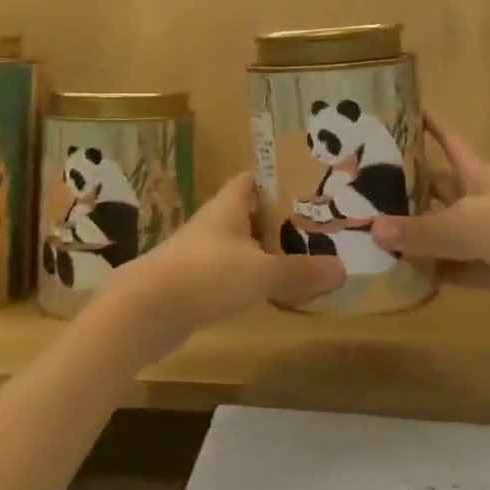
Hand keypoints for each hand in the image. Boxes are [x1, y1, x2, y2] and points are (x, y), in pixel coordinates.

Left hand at [95, 174, 345, 358]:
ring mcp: (201, 252)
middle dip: (279, 219)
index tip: (308, 188)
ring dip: (264, 250)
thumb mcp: (260, 272)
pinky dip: (249, 277)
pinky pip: (229, 271)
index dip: (278, 180)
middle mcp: (214, 222)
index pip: (253, 180)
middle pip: (249, 212)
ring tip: (301, 258)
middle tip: (317, 227)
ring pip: (240, 244)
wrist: (146, 310)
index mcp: (228, 206)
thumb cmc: (205, 275)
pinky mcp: (194, 281)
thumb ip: (299, 271)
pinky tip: (269, 291)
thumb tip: (343, 269)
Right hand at [369, 112, 489, 312]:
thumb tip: (372, 229)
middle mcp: (475, 200)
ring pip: (440, 232)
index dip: (429, 126)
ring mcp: (484, 237)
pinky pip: (453, 270)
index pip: (446, 141)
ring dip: (413, 235)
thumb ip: (421, 231)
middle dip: (404, 188)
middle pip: (435, 190)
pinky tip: (401, 277)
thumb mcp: (465, 224)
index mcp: (473, 174)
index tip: (404, 111)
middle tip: (362, 188)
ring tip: (369, 235)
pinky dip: (431, 273)